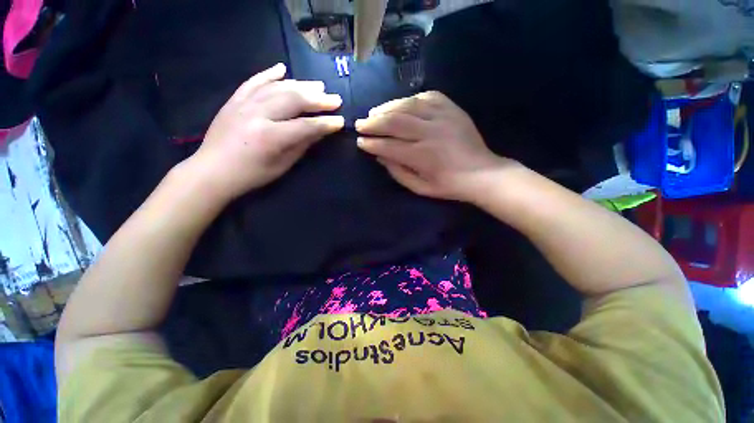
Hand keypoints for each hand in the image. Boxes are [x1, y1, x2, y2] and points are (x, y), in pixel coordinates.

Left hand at [185, 63, 344, 201]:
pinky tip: (282, 69)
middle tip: (335, 99)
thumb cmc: (252, 175)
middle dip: (318, 99)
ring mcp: (244, 104)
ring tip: (318, 85)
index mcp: (271, 136)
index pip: (306, 125)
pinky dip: (269, 74)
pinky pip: (253, 82)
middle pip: (294, 100)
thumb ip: (302, 145)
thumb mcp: (282, 165)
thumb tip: (320, 131)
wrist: (212, 171)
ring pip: (277, 87)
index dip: (326, 123)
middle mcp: (258, 114)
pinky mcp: (234, 100)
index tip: (340, 121)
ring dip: (301, 85)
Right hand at [355, 91, 517, 202]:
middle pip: (394, 122)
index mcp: (422, 156)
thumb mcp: (420, 188)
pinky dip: (409, 100)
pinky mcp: (452, 108)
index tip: (360, 142)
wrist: (482, 173)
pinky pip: (426, 96)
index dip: (371, 144)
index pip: (389, 146)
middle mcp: (430, 132)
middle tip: (360, 124)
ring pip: (407, 105)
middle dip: (373, 123)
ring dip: (386, 108)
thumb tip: (380, 156)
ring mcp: (442, 117)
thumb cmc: (449, 185)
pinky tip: (400, 105)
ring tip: (374, 113)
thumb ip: (398, 173)